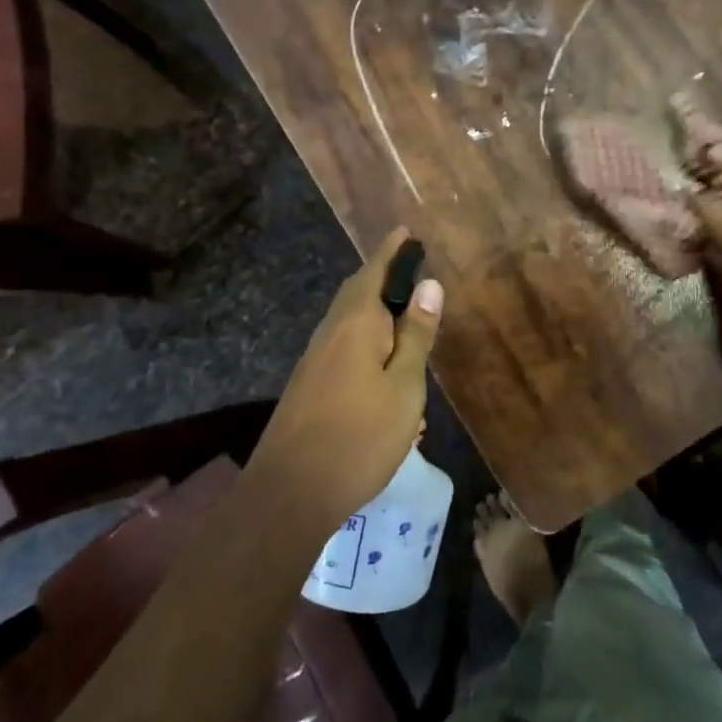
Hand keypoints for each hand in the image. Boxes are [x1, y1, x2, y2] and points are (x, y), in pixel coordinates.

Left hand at [249, 228, 444, 534]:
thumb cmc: (360, 435)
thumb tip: (429, 285)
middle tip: (407, 266)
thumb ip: (416, 335)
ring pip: (348, 320)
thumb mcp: (404, 386)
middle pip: (357, 292)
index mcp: (356, 323)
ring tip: (400, 312)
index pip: (375, 272)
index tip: (405, 230)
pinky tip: (381, 363)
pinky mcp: (309, 383)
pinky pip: (342, 345)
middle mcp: (331, 332)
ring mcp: (315, 358)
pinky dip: (365, 339)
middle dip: (381, 276)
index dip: (392, 251)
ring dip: (373, 309)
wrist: (291, 490)